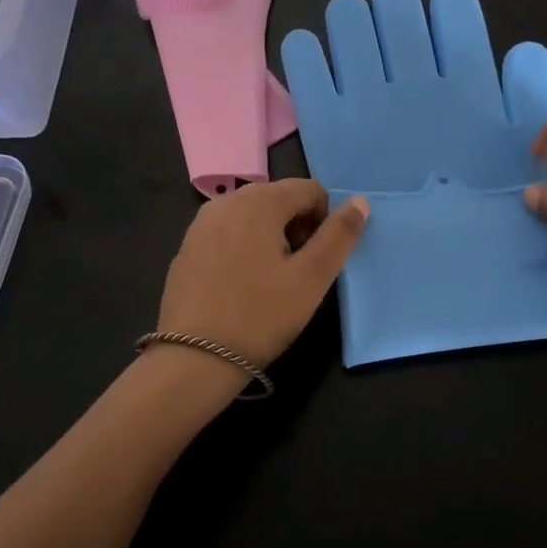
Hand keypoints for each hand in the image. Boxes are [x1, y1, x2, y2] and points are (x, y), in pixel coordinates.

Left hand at [156, 179, 368, 369]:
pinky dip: (244, 249)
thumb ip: (339, 235)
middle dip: (297, 227)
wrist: (194, 358)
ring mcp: (201, 223)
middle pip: (279, 199)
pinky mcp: (187, 247)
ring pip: (252, 217)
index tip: (318, 258)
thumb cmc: (261, 315)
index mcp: (259, 201)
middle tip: (298, 272)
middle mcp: (226, 201)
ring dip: (271, 238)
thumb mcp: (312, 278)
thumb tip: (359, 201)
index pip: (310, 189)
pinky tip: (242, 287)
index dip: (324, 220)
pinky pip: (228, 234)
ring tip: (271, 281)